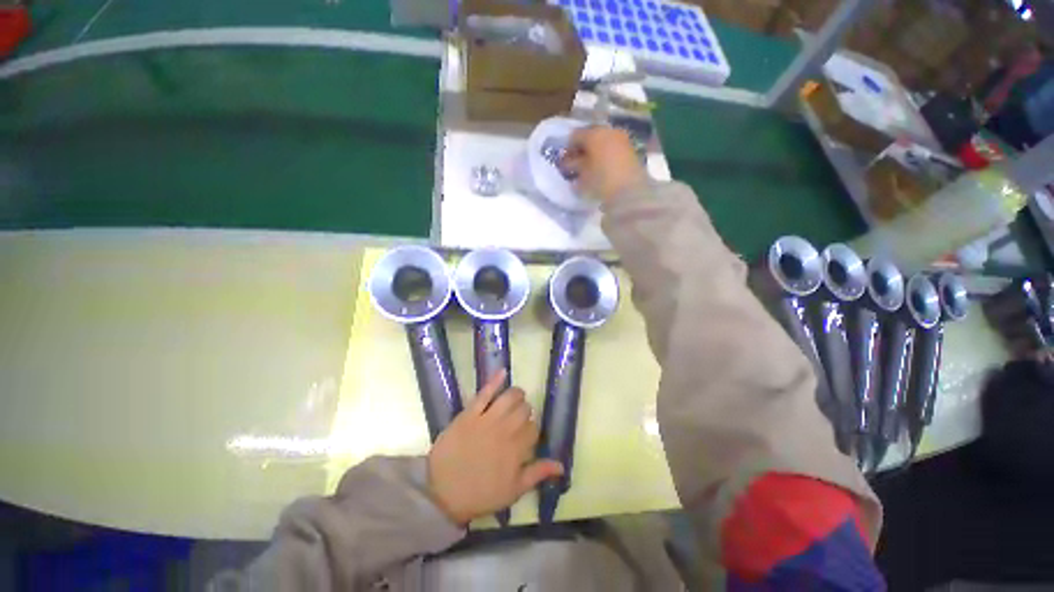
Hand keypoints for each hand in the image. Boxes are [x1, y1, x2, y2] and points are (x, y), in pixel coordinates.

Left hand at [427, 370, 563, 525]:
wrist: (442, 492)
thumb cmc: (480, 494)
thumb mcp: (513, 491)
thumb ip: (537, 474)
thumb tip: (561, 464)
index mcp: (517, 449)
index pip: (534, 429)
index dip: (532, 430)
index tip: (526, 437)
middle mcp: (505, 430)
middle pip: (524, 410)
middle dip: (525, 412)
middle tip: (519, 419)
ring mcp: (487, 419)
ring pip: (509, 397)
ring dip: (516, 395)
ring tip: (516, 397)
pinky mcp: (470, 413)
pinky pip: (484, 393)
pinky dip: (495, 381)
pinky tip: (503, 372)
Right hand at [563, 126, 646, 201]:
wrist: (629, 191)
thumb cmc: (600, 182)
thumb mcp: (581, 176)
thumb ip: (572, 167)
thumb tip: (568, 163)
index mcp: (593, 134)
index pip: (575, 135)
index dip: (568, 147)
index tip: (564, 160)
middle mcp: (608, 131)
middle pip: (591, 135)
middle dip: (583, 148)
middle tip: (576, 162)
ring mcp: (622, 138)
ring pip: (603, 141)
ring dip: (595, 151)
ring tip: (590, 167)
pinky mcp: (631, 149)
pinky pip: (613, 148)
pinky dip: (606, 155)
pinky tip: (603, 168)